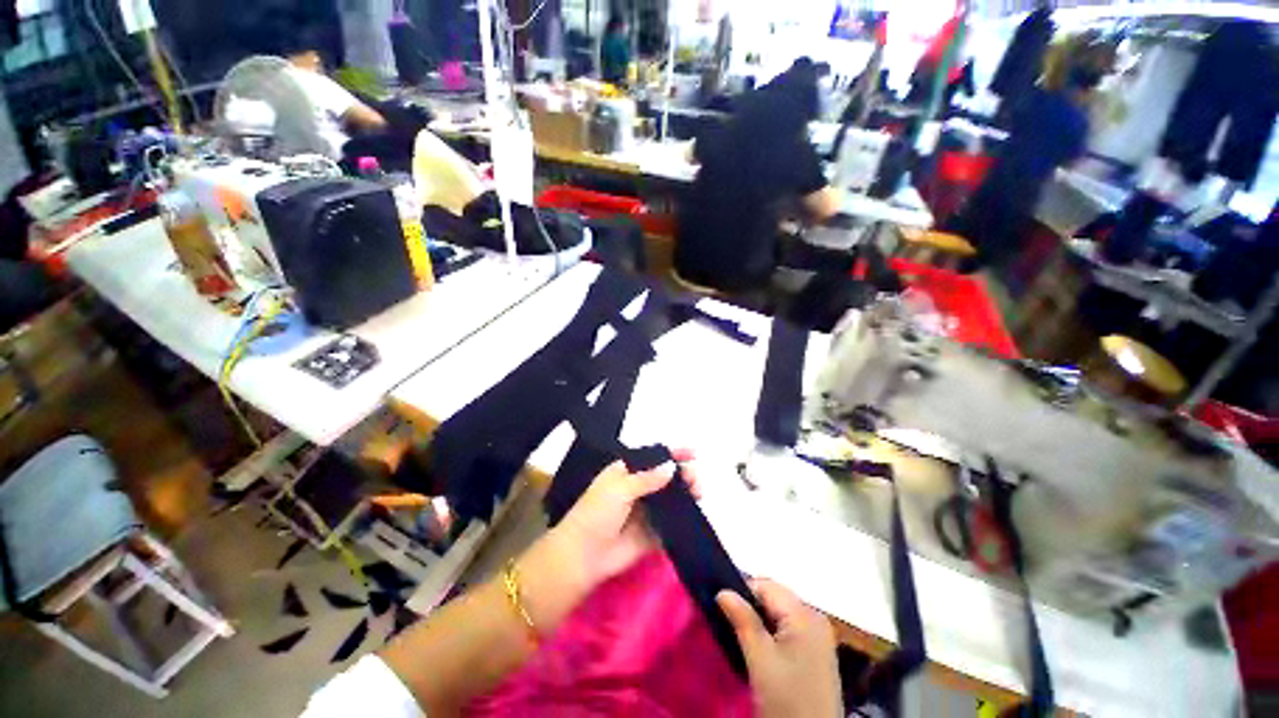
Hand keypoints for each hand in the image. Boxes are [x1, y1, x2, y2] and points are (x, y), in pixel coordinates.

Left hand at [554, 450, 698, 586]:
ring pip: (670, 499)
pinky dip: (683, 518)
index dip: (672, 453)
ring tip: (699, 493)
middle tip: (695, 479)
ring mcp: (646, 511)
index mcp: (626, 472)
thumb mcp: (619, 489)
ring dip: (686, 494)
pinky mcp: (652, 533)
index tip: (693, 453)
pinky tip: (695, 514)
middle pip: (665, 477)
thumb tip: (672, 467)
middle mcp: (638, 488)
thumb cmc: (596, 513)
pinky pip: (671, 522)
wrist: (584, 556)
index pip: (652, 458)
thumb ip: (647, 478)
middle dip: (682, 474)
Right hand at [717, 579, 841, 717]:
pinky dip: (771, 635)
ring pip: (778, 614)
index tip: (722, 609)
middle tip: (730, 626)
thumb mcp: (760, 658)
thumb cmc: (787, 697)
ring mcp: (817, 636)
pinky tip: (760, 652)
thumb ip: (742, 619)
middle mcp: (814, 617)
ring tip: (742, 639)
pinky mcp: (816, 653)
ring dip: (759, 622)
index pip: (765, 585)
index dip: (741, 592)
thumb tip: (722, 591)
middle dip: (750, 607)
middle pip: (773, 598)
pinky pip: (787, 629)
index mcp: (805, 614)